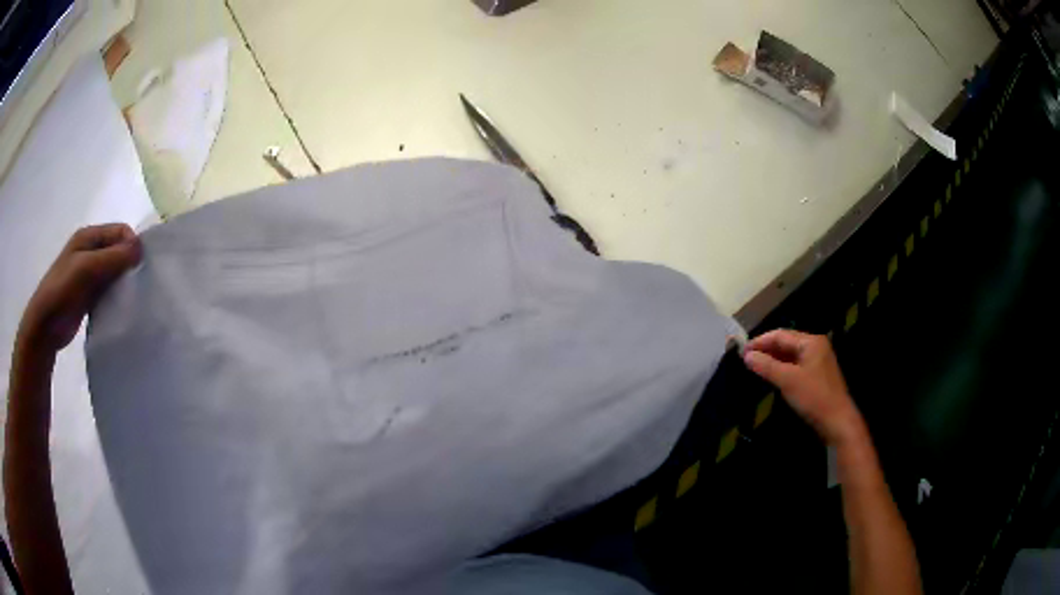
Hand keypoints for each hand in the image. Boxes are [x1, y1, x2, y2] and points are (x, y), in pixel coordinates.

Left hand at [17, 224, 140, 354]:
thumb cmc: (63, 290)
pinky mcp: (88, 294)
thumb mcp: (87, 269)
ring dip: (122, 281)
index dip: (132, 245)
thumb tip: (141, 248)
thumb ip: (113, 257)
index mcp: (89, 236)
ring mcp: (88, 273)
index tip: (139, 268)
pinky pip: (107, 288)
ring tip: (129, 298)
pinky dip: (115, 295)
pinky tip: (118, 308)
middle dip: (128, 264)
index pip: (121, 231)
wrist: (44, 326)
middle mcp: (89, 249)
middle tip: (136, 285)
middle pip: (118, 250)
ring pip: (113, 271)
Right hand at [743, 329, 864, 445]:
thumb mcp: (788, 381)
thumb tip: (747, 356)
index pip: (780, 335)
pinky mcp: (817, 375)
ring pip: (790, 355)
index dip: (760, 341)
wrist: (837, 421)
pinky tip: (772, 376)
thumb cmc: (814, 397)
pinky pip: (796, 365)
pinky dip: (782, 368)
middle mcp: (815, 346)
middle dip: (766, 349)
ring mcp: (818, 361)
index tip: (741, 351)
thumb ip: (766, 366)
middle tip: (746, 359)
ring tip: (755, 367)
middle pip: (786, 342)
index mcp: (811, 341)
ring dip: (773, 359)